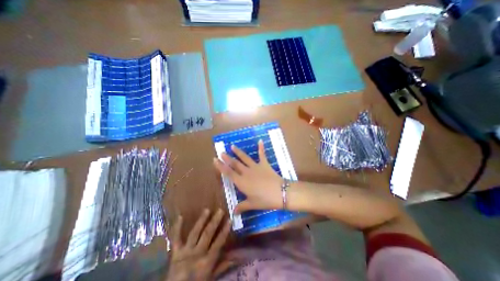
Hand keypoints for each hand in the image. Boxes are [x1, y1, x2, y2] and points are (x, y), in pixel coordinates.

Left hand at [167, 209, 230, 280]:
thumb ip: (222, 267)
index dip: (224, 231)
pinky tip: (180, 216)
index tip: (230, 220)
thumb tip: (235, 258)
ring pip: (195, 233)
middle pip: (207, 235)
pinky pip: (175, 238)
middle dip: (214, 222)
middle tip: (220, 210)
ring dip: (201, 221)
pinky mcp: (175, 252)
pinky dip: (177, 228)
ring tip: (207, 210)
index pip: (218, 243)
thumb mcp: (211, 277)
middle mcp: (197, 254)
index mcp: (206, 261)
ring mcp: (185, 252)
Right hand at [211, 139, 284, 213]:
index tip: (215, 160)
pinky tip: (260, 140)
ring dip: (238, 152)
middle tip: (221, 152)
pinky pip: (262, 154)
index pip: (228, 173)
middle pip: (234, 164)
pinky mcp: (264, 164)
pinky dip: (261, 147)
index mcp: (241, 182)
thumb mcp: (252, 204)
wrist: (280, 193)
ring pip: (245, 158)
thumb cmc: (264, 200)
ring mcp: (255, 167)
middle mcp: (246, 172)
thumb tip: (233, 213)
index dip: (221, 166)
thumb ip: (242, 207)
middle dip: (227, 158)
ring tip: (232, 146)